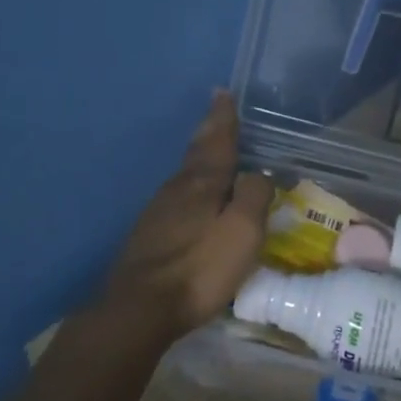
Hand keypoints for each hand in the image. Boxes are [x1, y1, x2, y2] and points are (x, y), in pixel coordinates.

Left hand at [99, 91, 273, 343]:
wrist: (141, 307)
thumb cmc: (200, 268)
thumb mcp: (242, 232)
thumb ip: (254, 197)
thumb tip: (259, 175)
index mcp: (202, 183)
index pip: (218, 142)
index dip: (223, 118)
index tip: (222, 92)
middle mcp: (177, 189)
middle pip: (197, 152)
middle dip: (209, 130)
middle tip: (216, 109)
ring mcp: (158, 211)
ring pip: (185, 174)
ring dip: (200, 156)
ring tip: (211, 147)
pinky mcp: (150, 234)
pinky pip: (178, 196)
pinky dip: (191, 185)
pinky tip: (193, 195)